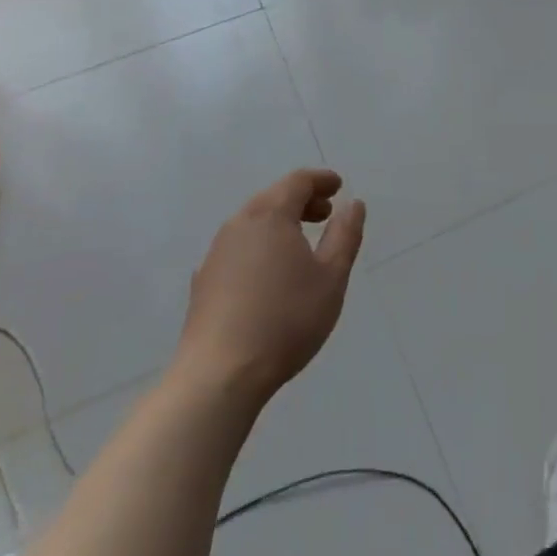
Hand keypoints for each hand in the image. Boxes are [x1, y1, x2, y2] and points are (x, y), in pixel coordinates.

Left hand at [175, 169, 365, 406]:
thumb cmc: (285, 320)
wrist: (219, 375)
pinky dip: (260, 245)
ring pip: (253, 222)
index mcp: (270, 215)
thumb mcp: (331, 277)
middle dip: (302, 200)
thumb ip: (345, 235)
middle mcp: (239, 224)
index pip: (297, 181)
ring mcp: (216, 252)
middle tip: (325, 213)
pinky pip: (239, 247)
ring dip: (280, 223)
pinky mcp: (204, 281)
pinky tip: (270, 273)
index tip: (338, 187)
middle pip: (273, 197)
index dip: (321, 180)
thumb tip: (353, 205)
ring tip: (301, 244)